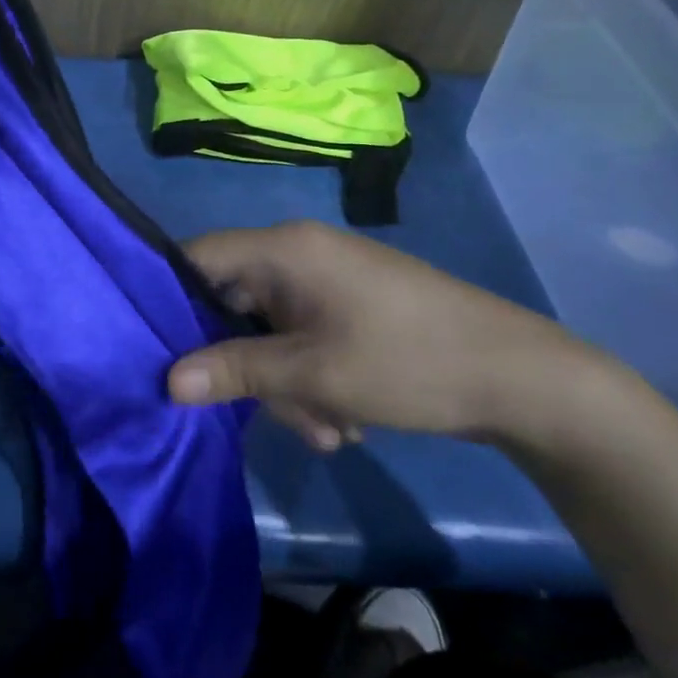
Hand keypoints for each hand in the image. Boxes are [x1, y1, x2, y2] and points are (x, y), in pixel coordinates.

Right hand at [168, 220, 620, 451]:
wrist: (522, 379)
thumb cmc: (408, 362)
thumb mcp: (313, 374)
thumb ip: (235, 371)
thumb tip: (166, 380)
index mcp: (285, 249)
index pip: (198, 257)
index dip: (169, 297)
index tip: (156, 348)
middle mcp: (300, 253)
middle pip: (234, 303)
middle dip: (247, 364)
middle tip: (273, 411)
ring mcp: (327, 280)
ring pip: (270, 330)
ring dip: (286, 384)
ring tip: (327, 428)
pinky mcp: (350, 305)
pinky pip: (303, 336)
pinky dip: (311, 378)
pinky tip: (344, 419)